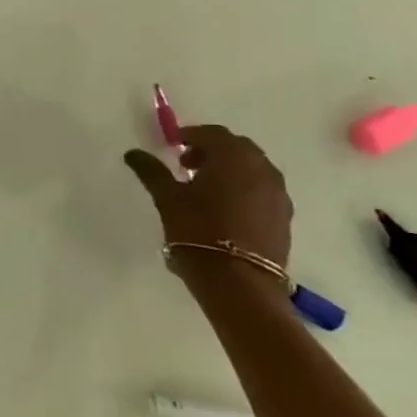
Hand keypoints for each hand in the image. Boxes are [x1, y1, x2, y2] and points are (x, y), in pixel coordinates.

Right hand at [123, 123, 293, 272]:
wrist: (238, 282)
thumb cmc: (198, 231)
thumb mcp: (167, 198)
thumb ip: (151, 171)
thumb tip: (133, 153)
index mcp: (233, 157)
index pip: (212, 133)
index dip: (190, 135)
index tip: (172, 146)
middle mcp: (261, 168)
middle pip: (236, 147)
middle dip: (212, 150)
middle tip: (187, 166)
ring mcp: (277, 193)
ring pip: (252, 168)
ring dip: (230, 169)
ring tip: (206, 189)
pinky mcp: (284, 216)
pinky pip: (262, 189)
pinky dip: (244, 188)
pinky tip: (226, 208)